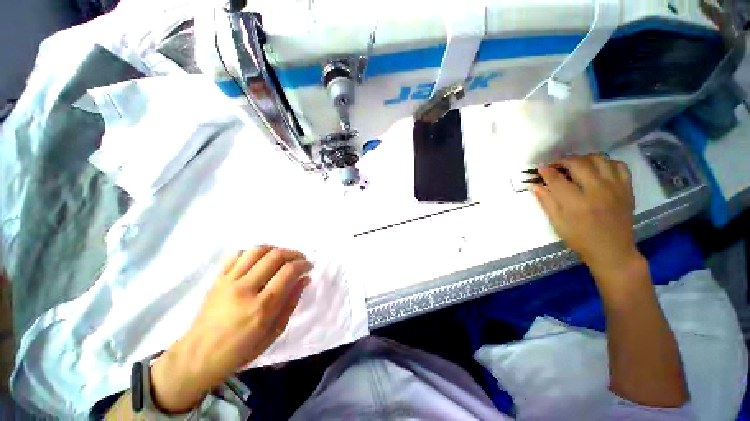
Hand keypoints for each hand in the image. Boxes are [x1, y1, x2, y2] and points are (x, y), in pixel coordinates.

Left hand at [150, 247, 312, 412]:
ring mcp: (229, 281)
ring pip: (257, 250)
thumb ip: (291, 303)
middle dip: (294, 253)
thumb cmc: (241, 350)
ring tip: (282, 257)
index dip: (303, 264)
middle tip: (300, 259)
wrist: (199, 356)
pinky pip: (237, 254)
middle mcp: (245, 289)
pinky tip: (260, 260)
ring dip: (275, 249)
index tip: (309, 266)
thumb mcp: (274, 332)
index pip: (288, 271)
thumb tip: (304, 279)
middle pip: (275, 256)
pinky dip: (253, 252)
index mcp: (262, 307)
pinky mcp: (218, 279)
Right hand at [532, 154, 641, 274]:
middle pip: (578, 164)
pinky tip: (597, 169)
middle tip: (555, 164)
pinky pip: (618, 165)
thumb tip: (534, 185)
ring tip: (575, 164)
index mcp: (576, 203)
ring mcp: (614, 188)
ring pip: (599, 159)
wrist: (611, 250)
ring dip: (583, 158)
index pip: (557, 180)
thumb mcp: (557, 222)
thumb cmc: (579, 238)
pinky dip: (605, 162)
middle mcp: (597, 191)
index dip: (546, 171)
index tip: (540, 168)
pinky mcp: (626, 188)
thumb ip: (546, 201)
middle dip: (563, 160)